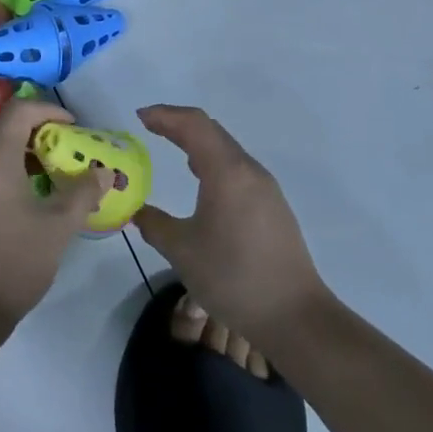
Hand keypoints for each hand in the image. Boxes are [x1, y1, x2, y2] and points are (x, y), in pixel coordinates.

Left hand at [0, 101, 105, 327]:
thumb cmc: (12, 263)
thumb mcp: (57, 228)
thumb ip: (81, 193)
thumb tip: (103, 172)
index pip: (20, 110)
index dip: (49, 110)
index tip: (73, 126)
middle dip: (31, 127)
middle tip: (59, 145)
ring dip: (12, 146)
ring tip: (42, 170)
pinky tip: (16, 193)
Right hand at [134, 105, 332, 350]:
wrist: (294, 316)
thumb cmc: (233, 277)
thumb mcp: (182, 251)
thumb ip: (155, 225)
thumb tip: (138, 211)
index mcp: (227, 173)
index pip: (193, 125)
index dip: (165, 115)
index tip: (139, 117)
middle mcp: (249, 171)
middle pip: (212, 130)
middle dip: (179, 123)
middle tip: (150, 126)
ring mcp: (265, 188)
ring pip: (227, 148)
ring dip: (198, 141)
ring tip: (171, 146)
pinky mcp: (273, 206)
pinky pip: (237, 167)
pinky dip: (212, 160)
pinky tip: (201, 179)